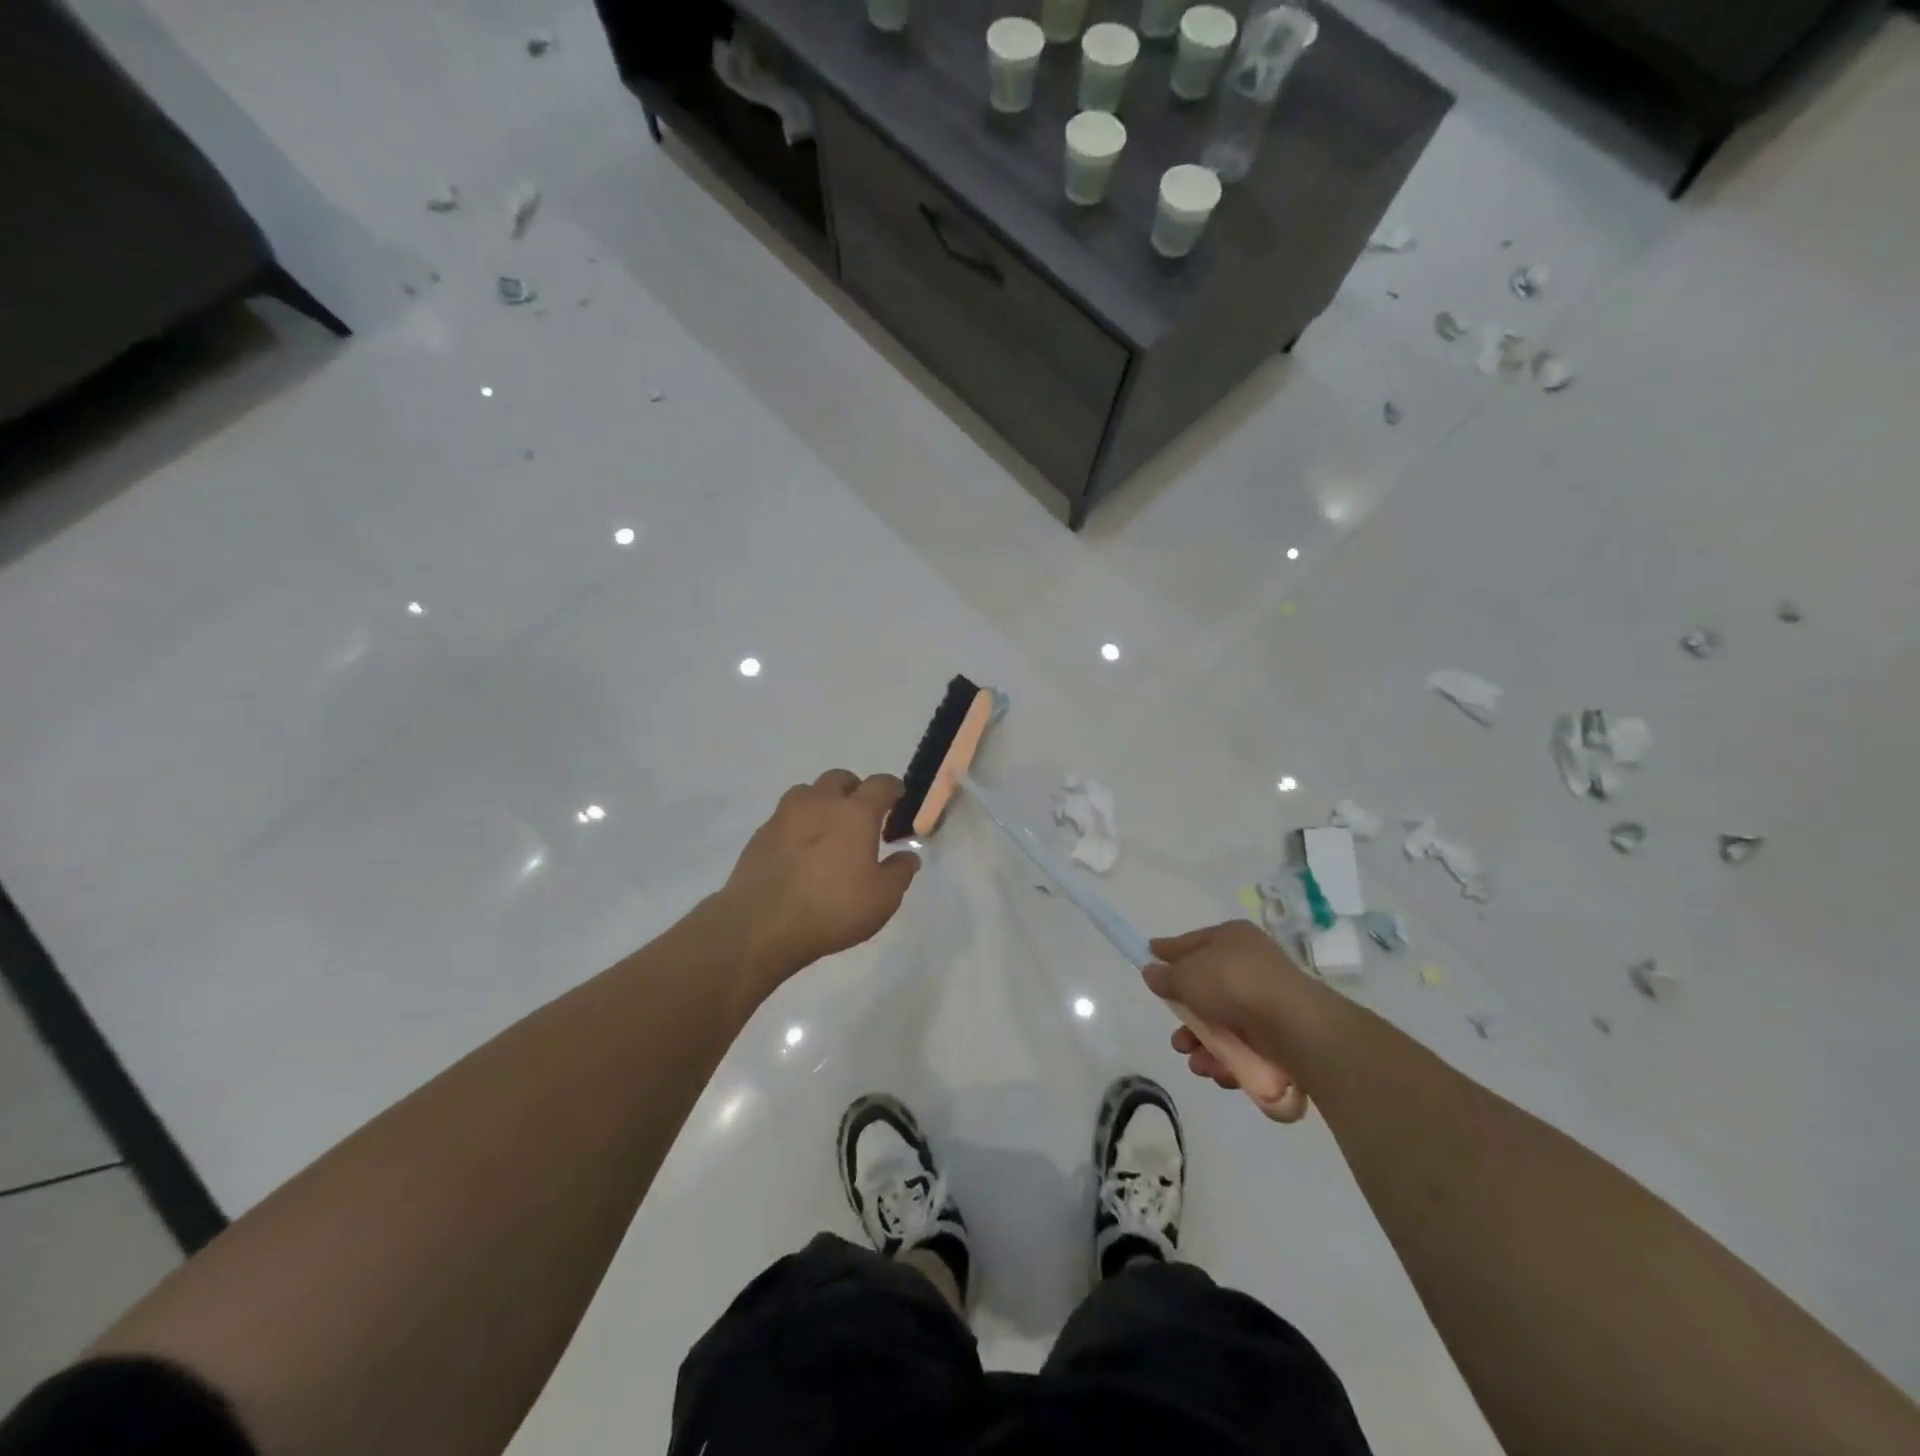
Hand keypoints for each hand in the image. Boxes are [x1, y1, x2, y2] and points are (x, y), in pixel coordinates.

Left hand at [724, 771, 920, 996]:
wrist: (761, 925)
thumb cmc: (832, 909)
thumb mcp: (882, 899)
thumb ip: (900, 872)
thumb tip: (908, 855)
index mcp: (855, 813)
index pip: (880, 784)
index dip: (893, 788)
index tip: (898, 799)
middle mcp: (820, 803)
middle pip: (840, 778)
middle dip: (855, 790)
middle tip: (861, 816)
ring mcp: (785, 815)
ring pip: (808, 792)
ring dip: (822, 802)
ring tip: (827, 829)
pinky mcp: (761, 834)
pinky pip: (785, 817)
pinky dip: (798, 825)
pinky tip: (800, 851)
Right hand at [1143, 921, 1319, 1089]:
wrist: (1293, 1026)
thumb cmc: (1234, 985)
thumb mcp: (1187, 975)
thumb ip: (1166, 976)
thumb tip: (1152, 972)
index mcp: (1231, 938)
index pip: (1192, 942)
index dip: (1169, 951)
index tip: (1148, 955)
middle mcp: (1249, 965)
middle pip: (1205, 989)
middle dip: (1185, 1016)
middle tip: (1176, 1034)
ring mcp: (1265, 1002)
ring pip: (1222, 1023)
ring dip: (1202, 1044)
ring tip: (1194, 1060)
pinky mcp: (1278, 1036)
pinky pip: (1242, 1046)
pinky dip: (1227, 1060)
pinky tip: (1216, 1070)